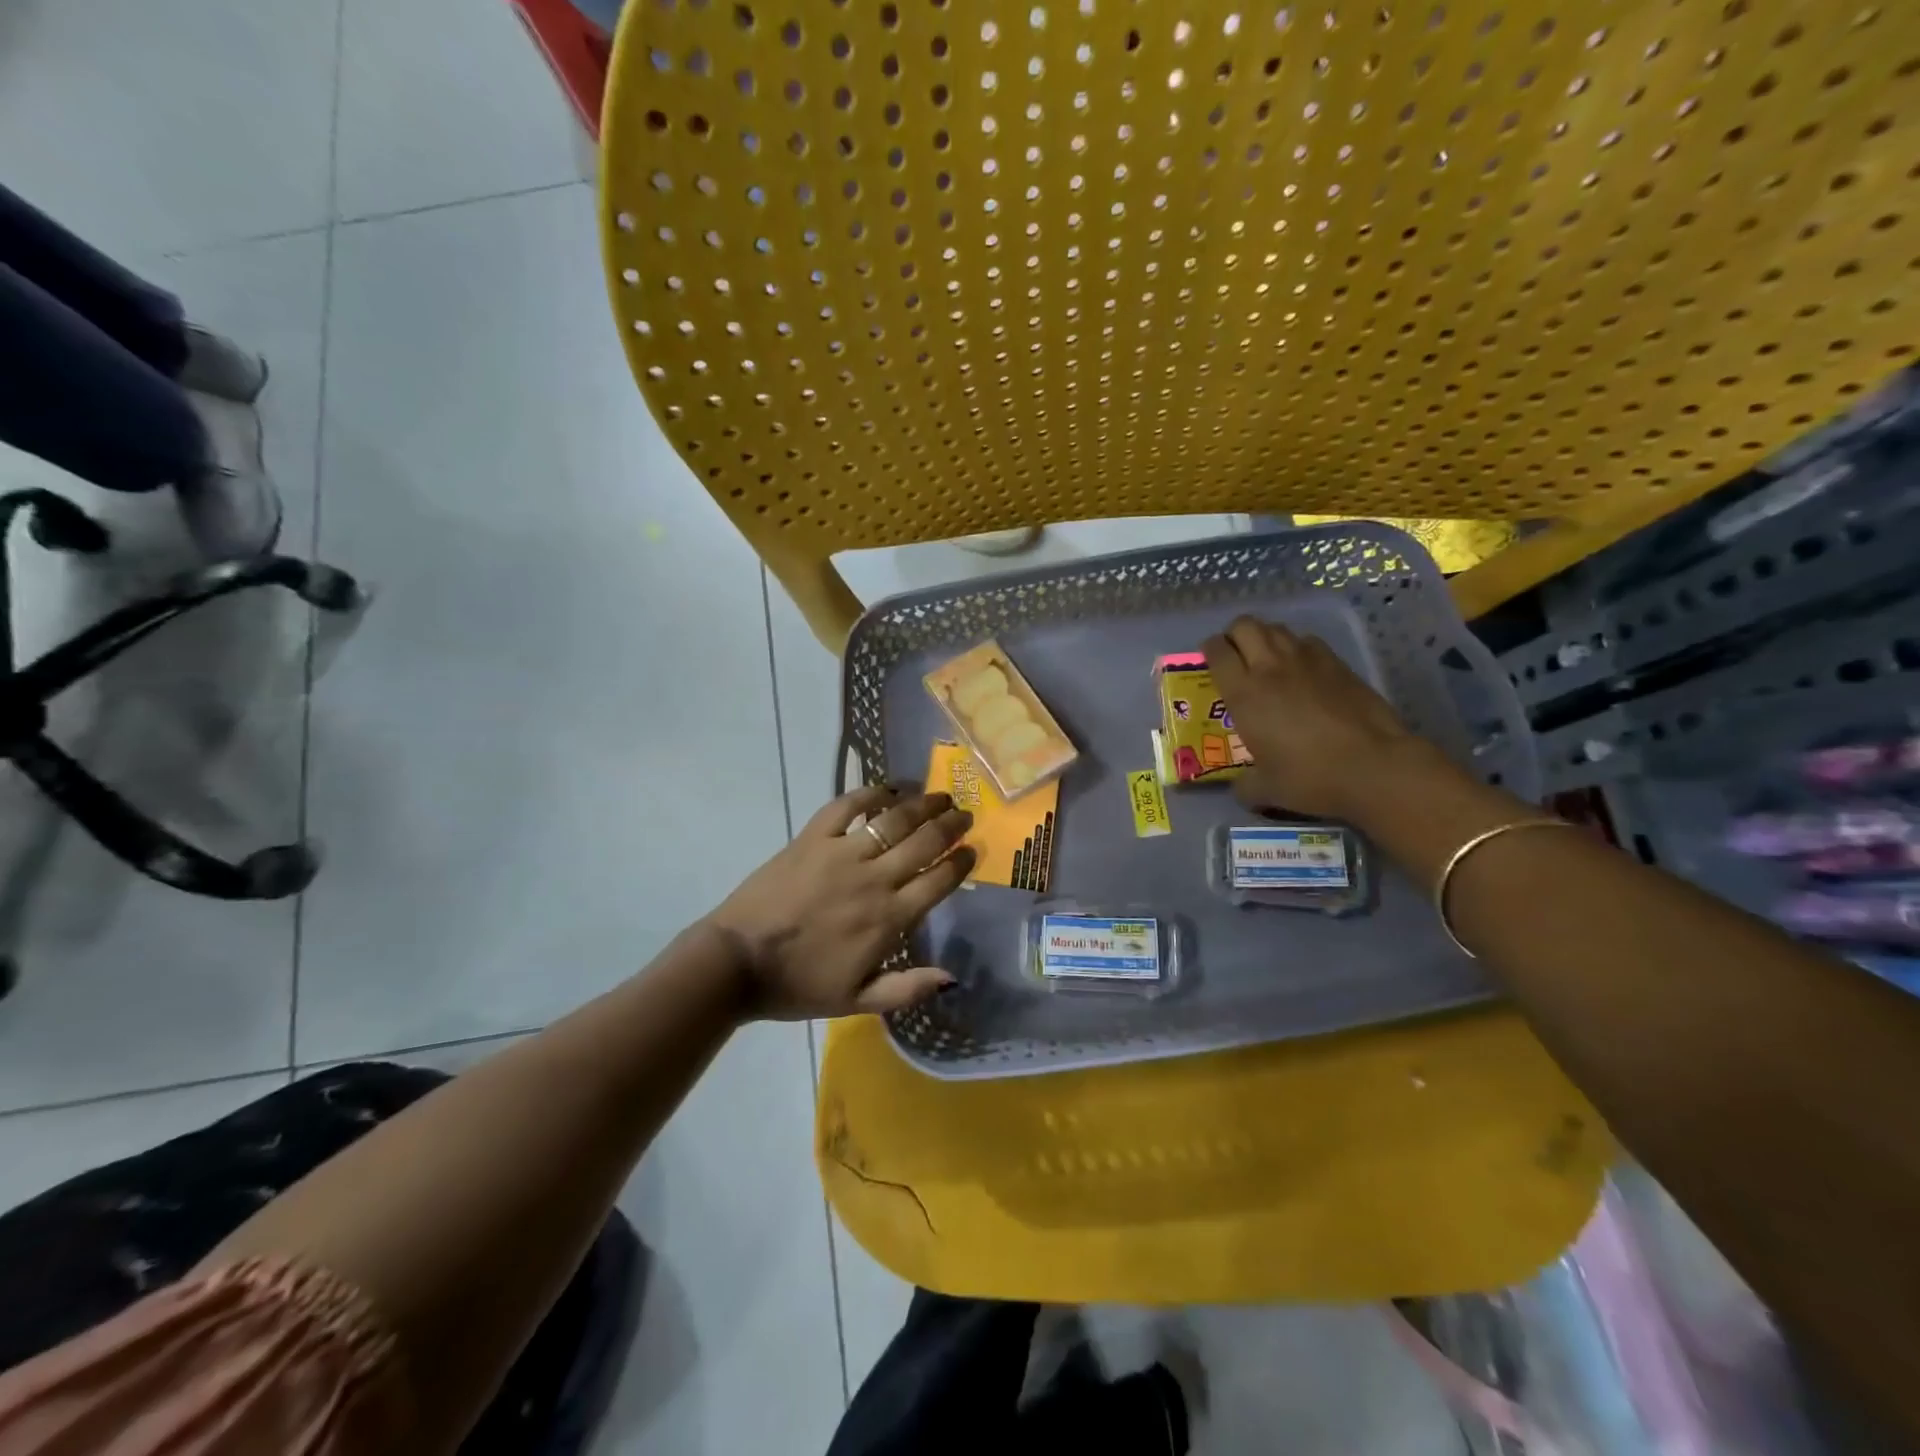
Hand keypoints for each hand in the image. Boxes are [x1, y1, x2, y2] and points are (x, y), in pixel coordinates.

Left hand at [703, 787, 975, 1019]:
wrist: (737, 963)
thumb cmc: (798, 985)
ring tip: (939, 797)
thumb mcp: (857, 1001)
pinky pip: (846, 806)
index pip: (938, 881)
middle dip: (951, 825)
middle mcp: (873, 879)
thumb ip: (907, 988)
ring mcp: (841, 853)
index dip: (961, 862)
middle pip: (924, 842)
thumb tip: (952, 977)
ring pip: (893, 820)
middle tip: (964, 815)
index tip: (973, 849)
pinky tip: (887, 789)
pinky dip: (870, 793)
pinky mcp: (811, 838)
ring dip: (921, 805)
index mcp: (888, 919)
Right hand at [1202, 615, 1432, 822]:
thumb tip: (1241, 788)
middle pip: (1245, 626)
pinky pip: (1307, 641)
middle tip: (1236, 655)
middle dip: (1235, 635)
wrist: (1373, 767)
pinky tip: (1302, 669)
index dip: (1209, 650)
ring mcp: (1307, 660)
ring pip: (1277, 628)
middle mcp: (1270, 667)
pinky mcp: (1337, 663)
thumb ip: (1245, 785)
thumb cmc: (1310, 777)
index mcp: (1244, 693)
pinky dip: (1297, 647)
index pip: (1217, 651)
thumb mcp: (1266, 790)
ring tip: (1266, 659)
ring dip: (1265, 637)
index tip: (1210, 660)